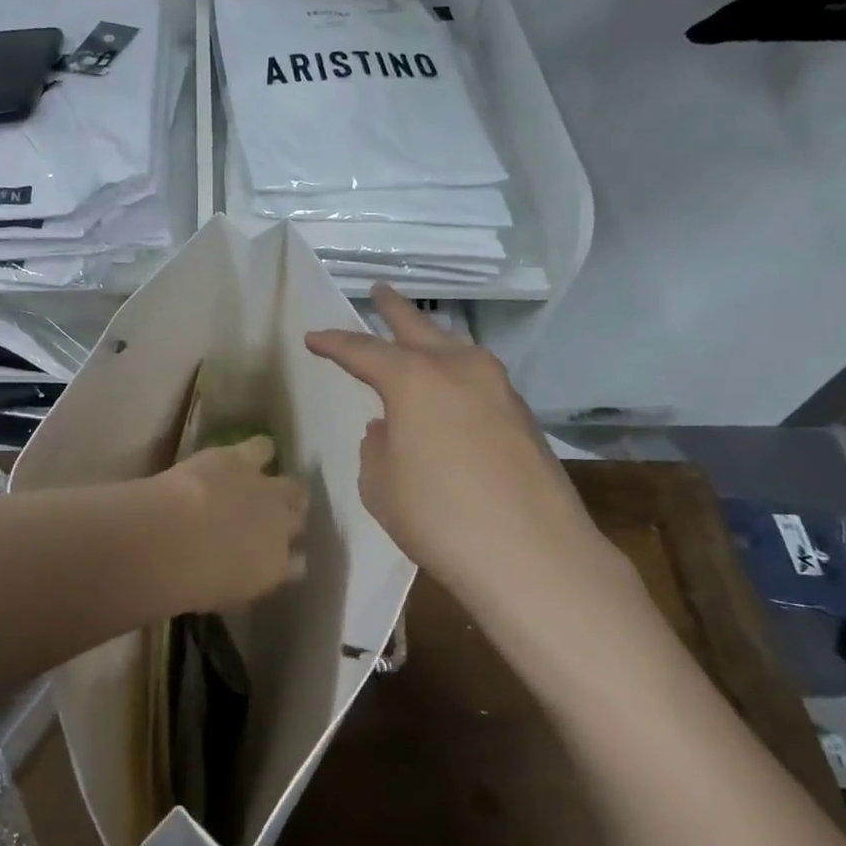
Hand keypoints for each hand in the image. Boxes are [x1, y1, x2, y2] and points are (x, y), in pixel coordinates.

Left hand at [158, 436, 309, 610]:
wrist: (175, 538)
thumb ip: (240, 585)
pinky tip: (255, 450)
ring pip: (292, 484)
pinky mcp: (244, 459)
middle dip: (291, 518)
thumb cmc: (191, 581)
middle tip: (272, 516)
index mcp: (276, 567)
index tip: (280, 558)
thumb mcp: (221, 595)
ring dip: (282, 485)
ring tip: (267, 482)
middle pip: (299, 518)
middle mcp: (281, 527)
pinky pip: (264, 448)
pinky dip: (261, 450)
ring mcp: (266, 490)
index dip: (289, 558)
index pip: (297, 565)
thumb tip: (241, 580)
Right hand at [305, 285, 639, 627]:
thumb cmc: (438, 516)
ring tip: (417, 337)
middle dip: (393, 310)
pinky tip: (449, 396)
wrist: (533, 554)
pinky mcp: (523, 416)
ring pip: (457, 349)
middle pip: (419, 328)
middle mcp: (459, 370)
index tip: (313, 338)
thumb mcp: (380, 485)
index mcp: (414, 379)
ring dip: (433, 340)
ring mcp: (498, 390)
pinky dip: (456, 377)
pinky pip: (478, 381)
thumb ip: (377, 448)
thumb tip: (388, 429)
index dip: (334, 343)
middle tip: (379, 291)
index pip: (363, 351)